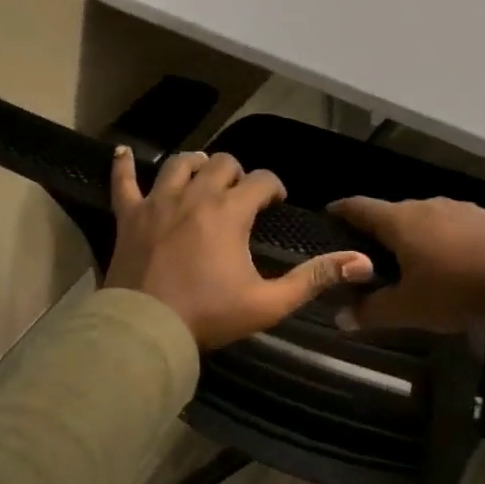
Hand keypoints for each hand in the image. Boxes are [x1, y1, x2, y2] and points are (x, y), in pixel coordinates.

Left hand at [106, 147, 374, 350]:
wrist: (146, 331)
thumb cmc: (209, 315)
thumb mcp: (269, 302)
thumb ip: (314, 278)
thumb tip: (361, 262)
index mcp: (229, 212)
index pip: (261, 180)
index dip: (273, 187)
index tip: (276, 203)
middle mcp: (195, 195)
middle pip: (222, 164)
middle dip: (237, 174)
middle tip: (241, 196)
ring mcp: (158, 202)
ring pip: (180, 164)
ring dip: (196, 165)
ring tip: (204, 176)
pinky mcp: (130, 216)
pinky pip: (124, 181)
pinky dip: (124, 166)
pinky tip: (123, 153)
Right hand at [328, 197, 484, 332]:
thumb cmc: (454, 289)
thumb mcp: (409, 308)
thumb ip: (372, 311)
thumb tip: (340, 318)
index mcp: (399, 221)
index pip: (359, 207)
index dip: (341, 211)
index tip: (328, 215)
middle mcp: (426, 206)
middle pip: (392, 213)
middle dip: (378, 230)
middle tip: (368, 253)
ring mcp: (458, 208)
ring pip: (424, 218)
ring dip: (413, 234)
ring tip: (409, 258)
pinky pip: (451, 225)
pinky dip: (441, 238)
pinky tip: (449, 260)